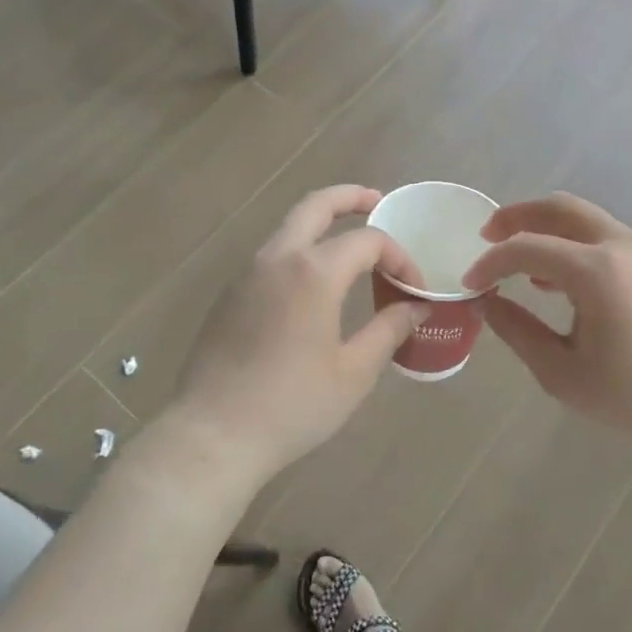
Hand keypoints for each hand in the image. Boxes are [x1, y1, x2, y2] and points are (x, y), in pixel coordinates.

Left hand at [168, 186, 424, 483]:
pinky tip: (312, 284)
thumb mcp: (354, 372)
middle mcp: (277, 258)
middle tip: (376, 201)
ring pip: (288, 228)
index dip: (398, 257)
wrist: (214, 434)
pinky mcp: (229, 294)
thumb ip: (389, 331)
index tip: (413, 288)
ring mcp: (246, 273)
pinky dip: (298, 251)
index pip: (368, 240)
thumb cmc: (293, 405)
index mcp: (313, 271)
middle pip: (316, 206)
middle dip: (350, 197)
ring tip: (349, 244)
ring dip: (321, 224)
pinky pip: (271, 256)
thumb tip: (416, 308)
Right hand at [461, 194, 631, 452]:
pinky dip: (574, 245)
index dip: (491, 262)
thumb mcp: (561, 372)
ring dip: (547, 229)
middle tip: (487, 235)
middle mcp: (622, 246)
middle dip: (518, 216)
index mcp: (596, 270)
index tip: (470, 283)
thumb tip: (485, 302)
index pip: (527, 248)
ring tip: (519, 259)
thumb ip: (517, 330)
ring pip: (585, 219)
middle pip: (560, 208)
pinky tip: (558, 280)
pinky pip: (606, 238)